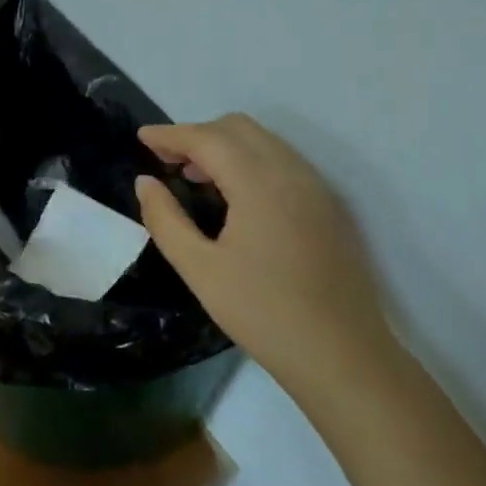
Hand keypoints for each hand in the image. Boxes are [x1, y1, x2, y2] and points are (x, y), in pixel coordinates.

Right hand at [134, 115, 398, 409]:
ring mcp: (316, 188)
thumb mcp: (199, 268)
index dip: (171, 134)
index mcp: (259, 182)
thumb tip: (146, 182)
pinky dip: (251, 161)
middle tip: (167, 161)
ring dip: (225, 146)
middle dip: (198, 134)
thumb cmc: (262, 312)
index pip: (208, 138)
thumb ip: (165, 219)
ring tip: (195, 177)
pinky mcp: (329, 207)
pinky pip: (283, 162)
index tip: (141, 138)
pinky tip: (235, 197)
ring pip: (264, 142)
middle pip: (238, 128)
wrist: (343, 357)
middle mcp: (292, 172)